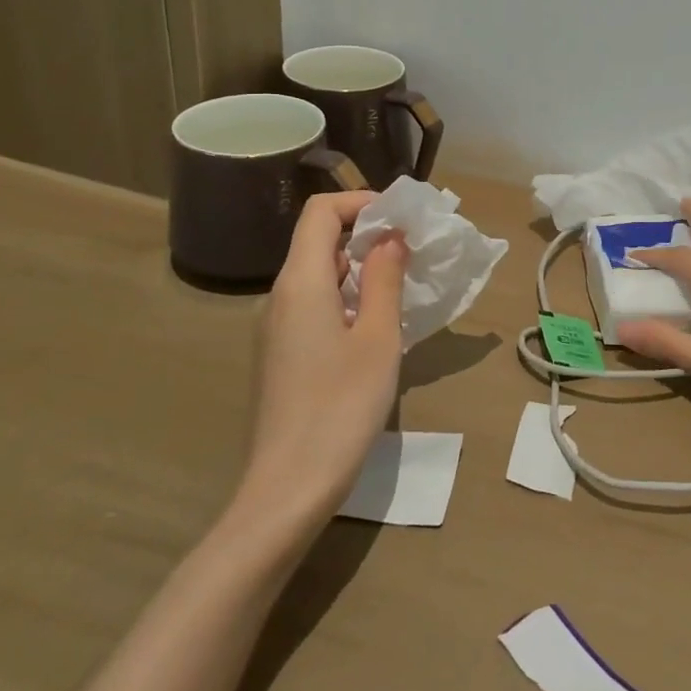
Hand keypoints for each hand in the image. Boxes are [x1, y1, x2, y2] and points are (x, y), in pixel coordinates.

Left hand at [234, 191, 406, 530]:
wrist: (288, 488)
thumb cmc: (340, 407)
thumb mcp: (378, 338)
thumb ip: (385, 279)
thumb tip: (390, 237)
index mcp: (300, 283)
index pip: (321, 212)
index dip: (361, 202)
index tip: (402, 217)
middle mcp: (280, 296)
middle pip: (318, 240)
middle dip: (367, 234)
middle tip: (414, 250)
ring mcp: (276, 328)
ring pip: (318, 274)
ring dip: (360, 268)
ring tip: (404, 285)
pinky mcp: (281, 354)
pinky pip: (315, 304)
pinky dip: (348, 296)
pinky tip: (377, 325)